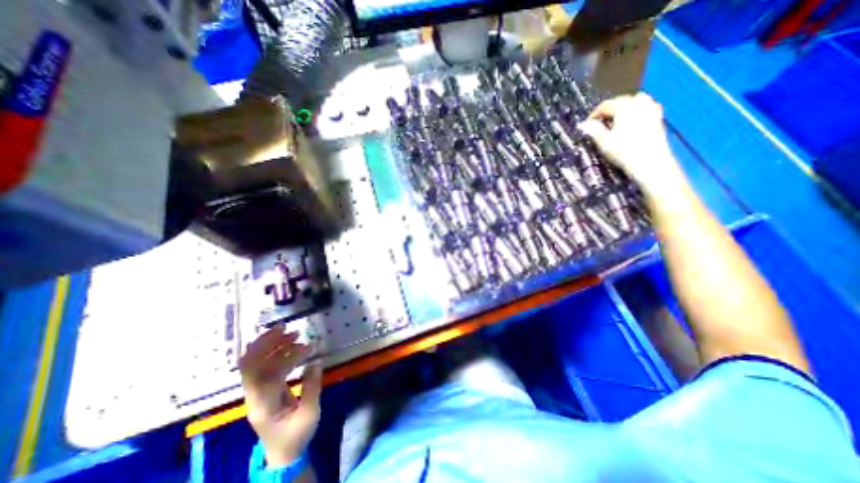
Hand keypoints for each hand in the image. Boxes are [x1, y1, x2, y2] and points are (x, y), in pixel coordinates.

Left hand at [238, 326, 322, 464]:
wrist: (283, 454)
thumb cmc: (297, 435)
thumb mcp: (310, 413)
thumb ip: (312, 386)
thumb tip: (315, 361)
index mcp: (264, 404)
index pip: (266, 373)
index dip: (284, 356)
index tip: (307, 346)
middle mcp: (254, 396)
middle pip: (249, 364)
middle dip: (266, 342)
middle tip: (286, 327)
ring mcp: (256, 392)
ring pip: (254, 362)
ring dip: (271, 344)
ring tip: (293, 333)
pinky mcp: (262, 389)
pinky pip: (263, 365)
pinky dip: (274, 352)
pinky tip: (289, 345)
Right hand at [577, 92, 686, 191]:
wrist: (650, 161)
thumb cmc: (624, 151)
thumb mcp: (604, 142)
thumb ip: (593, 130)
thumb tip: (583, 124)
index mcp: (624, 107)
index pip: (605, 105)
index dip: (594, 114)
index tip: (587, 125)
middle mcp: (639, 103)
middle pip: (620, 101)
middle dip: (609, 110)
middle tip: (599, 123)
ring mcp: (651, 109)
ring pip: (635, 101)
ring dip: (623, 108)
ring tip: (615, 120)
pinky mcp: (658, 117)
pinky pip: (645, 107)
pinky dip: (636, 110)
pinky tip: (631, 121)